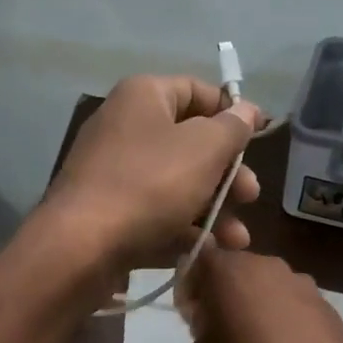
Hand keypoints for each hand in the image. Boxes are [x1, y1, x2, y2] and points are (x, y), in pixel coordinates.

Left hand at [39, 76, 262, 270]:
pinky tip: (206, 250)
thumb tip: (247, 109)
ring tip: (237, 239)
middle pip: (190, 144)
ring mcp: (114, 174)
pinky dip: (182, 229)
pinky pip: (154, 214)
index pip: (197, 91)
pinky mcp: (109, 214)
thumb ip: (232, 128)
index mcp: (143, 97)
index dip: (232, 112)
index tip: (261, 136)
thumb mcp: (204, 149)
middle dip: (227, 174)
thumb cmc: (150, 184)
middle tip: (250, 196)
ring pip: (176, 185)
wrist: (82, 245)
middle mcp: (125, 128)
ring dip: (213, 211)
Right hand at [176, 246, 342, 342]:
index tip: (194, 318)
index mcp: (230, 270)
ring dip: (253, 306)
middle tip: (220, 333)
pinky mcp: (325, 302)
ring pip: (264, 286)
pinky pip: (290, 304)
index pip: (199, 258)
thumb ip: (198, 333)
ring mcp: (301, 281)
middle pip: (233, 270)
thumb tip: (214, 327)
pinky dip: (281, 319)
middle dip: (222, 295)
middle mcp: (266, 265)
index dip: (190, 286)